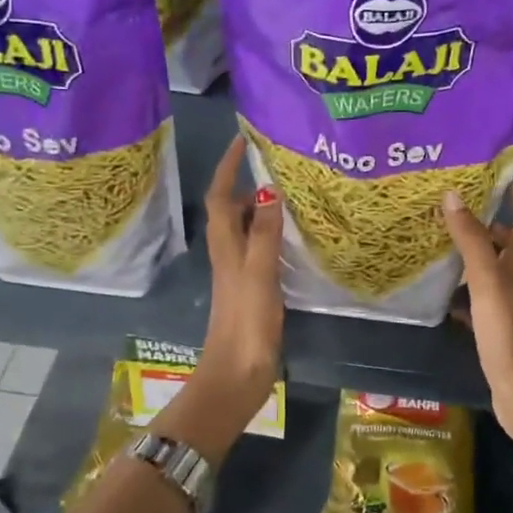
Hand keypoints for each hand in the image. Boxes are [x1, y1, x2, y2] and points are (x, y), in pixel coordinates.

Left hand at [178, 135, 283, 447]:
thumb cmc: (246, 321)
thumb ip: (263, 232)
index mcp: (224, 244)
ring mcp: (238, 271)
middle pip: (231, 208)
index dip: (227, 167)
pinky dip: (270, 232)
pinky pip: (259, 247)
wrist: (237, 373)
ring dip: (260, 206)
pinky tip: (293, 235)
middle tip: (279, 163)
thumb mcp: (258, 272)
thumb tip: (267, 189)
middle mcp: (227, 252)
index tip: (242, 139)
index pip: (219, 195)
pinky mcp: (251, 288)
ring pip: (245, 227)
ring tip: (290, 191)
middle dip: (247, 182)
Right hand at [443, 184, 512, 461]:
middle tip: (451, 205)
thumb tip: (453, 195)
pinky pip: (477, 295)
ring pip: (490, 267)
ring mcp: (509, 301)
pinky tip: (439, 286)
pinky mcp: (497, 323)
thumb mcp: (486, 276)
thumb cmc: (507, 325)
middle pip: (507, 240)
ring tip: (438, 238)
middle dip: (484, 222)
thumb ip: (470, 237)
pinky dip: (461, 287)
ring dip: (470, 253)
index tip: (497, 175)